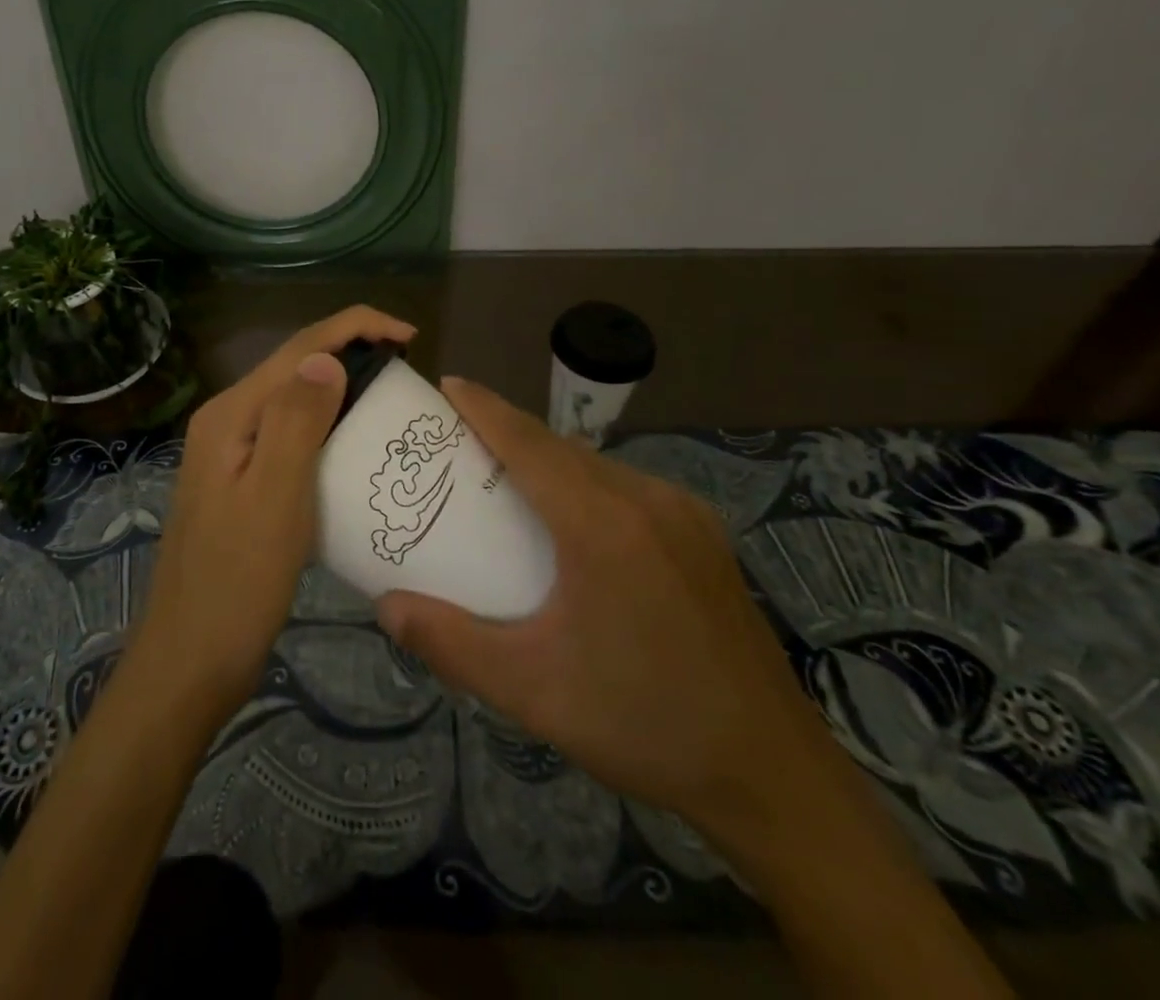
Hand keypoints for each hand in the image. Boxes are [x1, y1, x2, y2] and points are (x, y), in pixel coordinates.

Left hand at [132, 305, 416, 719]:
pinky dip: (328, 427)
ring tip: (390, 399)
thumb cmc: (238, 583)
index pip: (299, 348)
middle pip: (295, 367)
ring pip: (294, 401)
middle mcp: (227, 422)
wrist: (190, 661)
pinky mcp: (242, 484)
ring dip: (341, 388)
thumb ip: (296, 420)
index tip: (410, 336)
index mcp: (231, 415)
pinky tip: (354, 447)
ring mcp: (231, 454)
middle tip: (407, 371)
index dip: (355, 326)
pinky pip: (291, 436)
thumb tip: (328, 357)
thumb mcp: (274, 497)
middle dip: (351, 351)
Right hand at [374, 375, 836, 848]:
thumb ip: (450, 643)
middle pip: (562, 447)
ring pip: (598, 465)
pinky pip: (628, 488)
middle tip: (459, 441)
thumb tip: (387, 605)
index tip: (448, 384)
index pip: (530, 442)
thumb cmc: (642, 724)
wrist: (772, 774)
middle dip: (508, 432)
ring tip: (506, 480)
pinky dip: (586, 484)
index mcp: (603, 524)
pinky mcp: (704, 535)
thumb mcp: (531, 690)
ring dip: (549, 459)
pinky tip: (572, 522)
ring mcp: (684, 513)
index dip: (485, 408)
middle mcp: (647, 499)